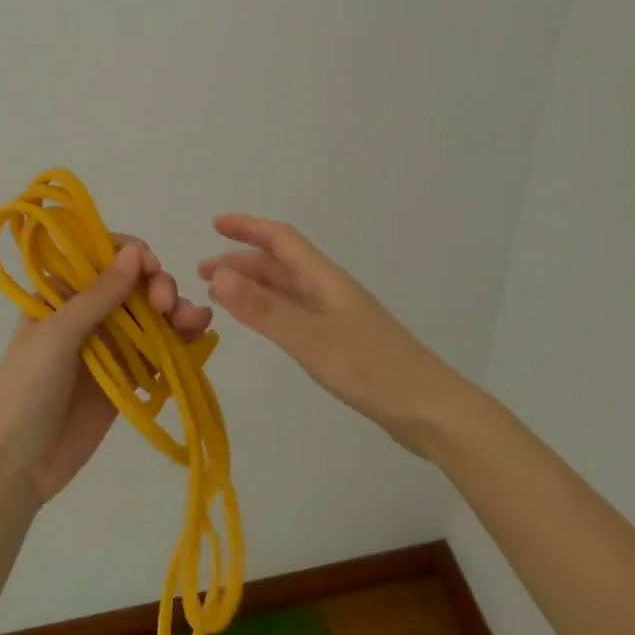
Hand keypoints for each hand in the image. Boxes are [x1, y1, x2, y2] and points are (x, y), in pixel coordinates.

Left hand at [0, 236, 211, 504]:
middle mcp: (89, 311)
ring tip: (197, 322)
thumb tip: (134, 251)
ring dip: (177, 312)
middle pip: (135, 284)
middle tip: (168, 306)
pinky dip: (181, 342)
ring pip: (152, 316)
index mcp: (63, 292)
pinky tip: (200, 338)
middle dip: (159, 287)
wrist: (15, 466)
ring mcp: (110, 345)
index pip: (104, 256)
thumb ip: (98, 296)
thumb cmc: (25, 389)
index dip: (132, 255)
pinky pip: (159, 351)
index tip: (151, 268)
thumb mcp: (57, 335)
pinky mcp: (128, 377)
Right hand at [200, 214, 461, 455]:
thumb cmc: (371, 369)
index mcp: (324, 279)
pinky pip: (296, 313)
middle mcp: (329, 290)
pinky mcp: (342, 341)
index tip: (215, 224)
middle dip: (241, 262)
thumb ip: (263, 308)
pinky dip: (270, 310)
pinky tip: (262, 324)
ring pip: (287, 289)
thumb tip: (218, 274)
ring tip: (221, 296)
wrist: (430, 410)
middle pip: (280, 264)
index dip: (248, 228)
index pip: (281, 239)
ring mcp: (337, 316)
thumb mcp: (310, 339)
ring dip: (254, 286)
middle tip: (203, 274)